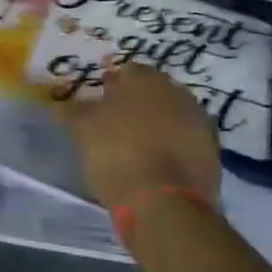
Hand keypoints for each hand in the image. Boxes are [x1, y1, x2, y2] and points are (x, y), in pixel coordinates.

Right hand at [62, 60, 220, 210]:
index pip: (127, 69)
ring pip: (171, 114)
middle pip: (153, 91)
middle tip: (114, 117)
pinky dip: (169, 145)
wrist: (163, 201)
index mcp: (146, 80)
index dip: (111, 81)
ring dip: (154, 122)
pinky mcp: (212, 153)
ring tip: (133, 140)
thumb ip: (72, 111)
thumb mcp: (82, 129)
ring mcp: (200, 123)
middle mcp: (178, 93)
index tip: (99, 94)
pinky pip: (183, 140)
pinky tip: (152, 159)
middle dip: (135, 100)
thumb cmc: (115, 152)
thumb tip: (60, 102)